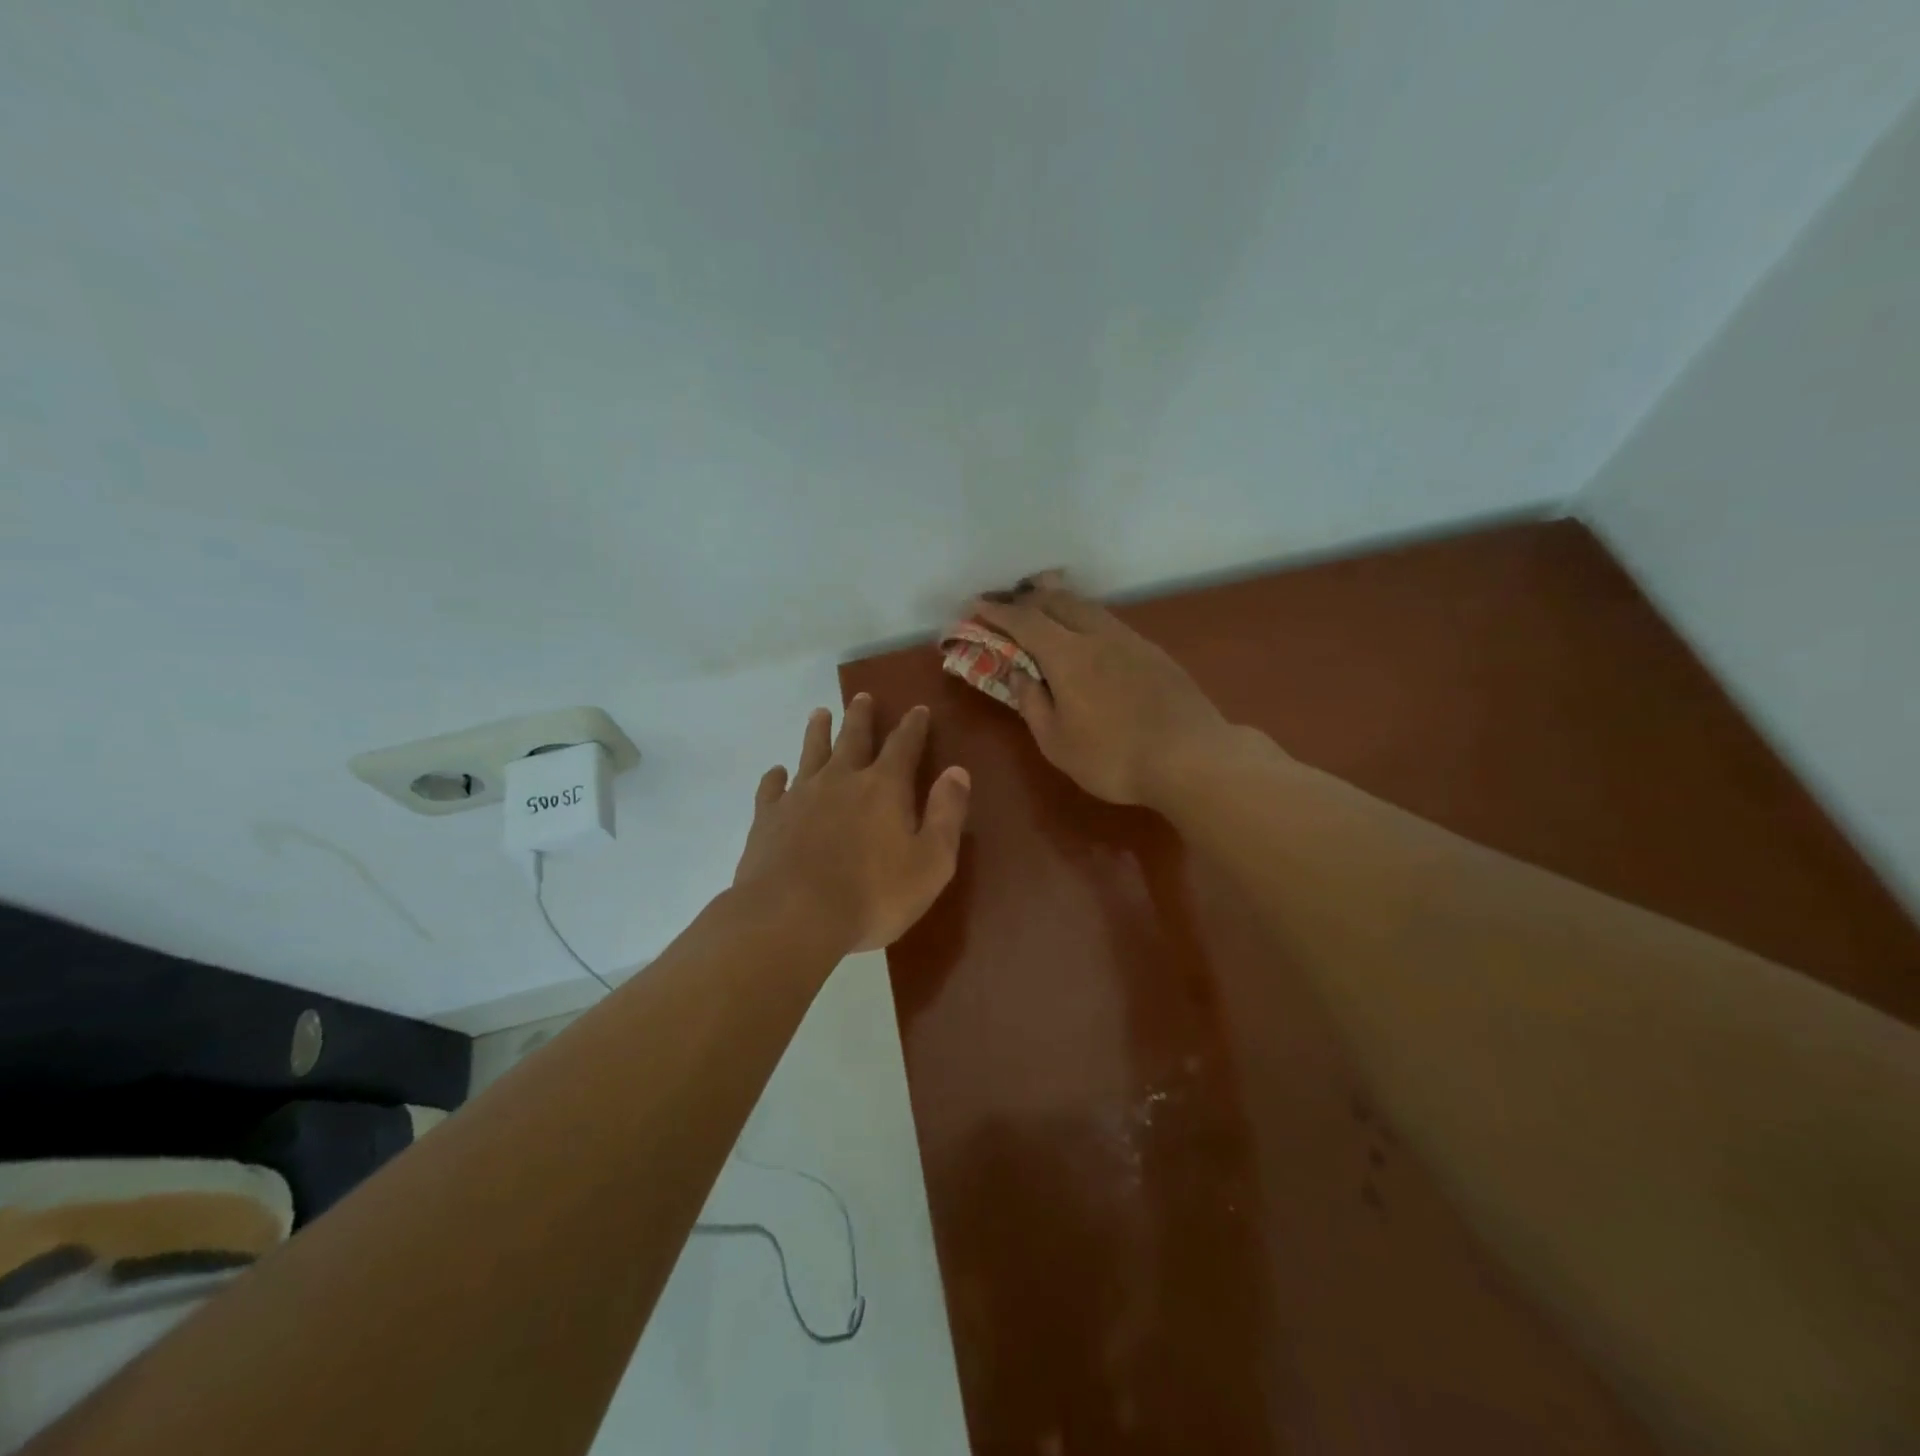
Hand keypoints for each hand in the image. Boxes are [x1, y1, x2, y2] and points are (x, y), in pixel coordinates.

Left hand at [733, 696, 970, 952]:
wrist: (792, 917)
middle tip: (862, 697)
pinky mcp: (768, 818)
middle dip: (861, 716)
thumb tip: (957, 772)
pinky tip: (777, 773)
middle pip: (853, 738)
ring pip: (811, 752)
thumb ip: (946, 814)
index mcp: (884, 788)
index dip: (913, 726)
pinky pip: (771, 788)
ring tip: (820, 714)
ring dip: (818, 732)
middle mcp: (841, 780)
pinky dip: (775, 777)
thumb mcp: (930, 862)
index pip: (904, 745)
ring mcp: (800, 796)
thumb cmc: (872, 896)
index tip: (917, 709)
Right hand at [969, 576, 1232, 807]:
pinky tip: (1086, 635)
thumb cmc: (1114, 757)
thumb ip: (1032, 703)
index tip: (976, 606)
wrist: (1192, 757)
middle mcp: (1098, 635)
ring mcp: (1130, 640)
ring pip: (1087, 607)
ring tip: (1043, 609)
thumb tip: (1018, 674)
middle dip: (1026, 598)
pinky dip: (1084, 618)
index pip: (1025, 621)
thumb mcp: (1057, 742)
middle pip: (1057, 601)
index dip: (998, 612)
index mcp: (1068, 655)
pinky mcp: (1153, 652)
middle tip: (1007, 606)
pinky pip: (1108, 622)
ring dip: (1058, 602)